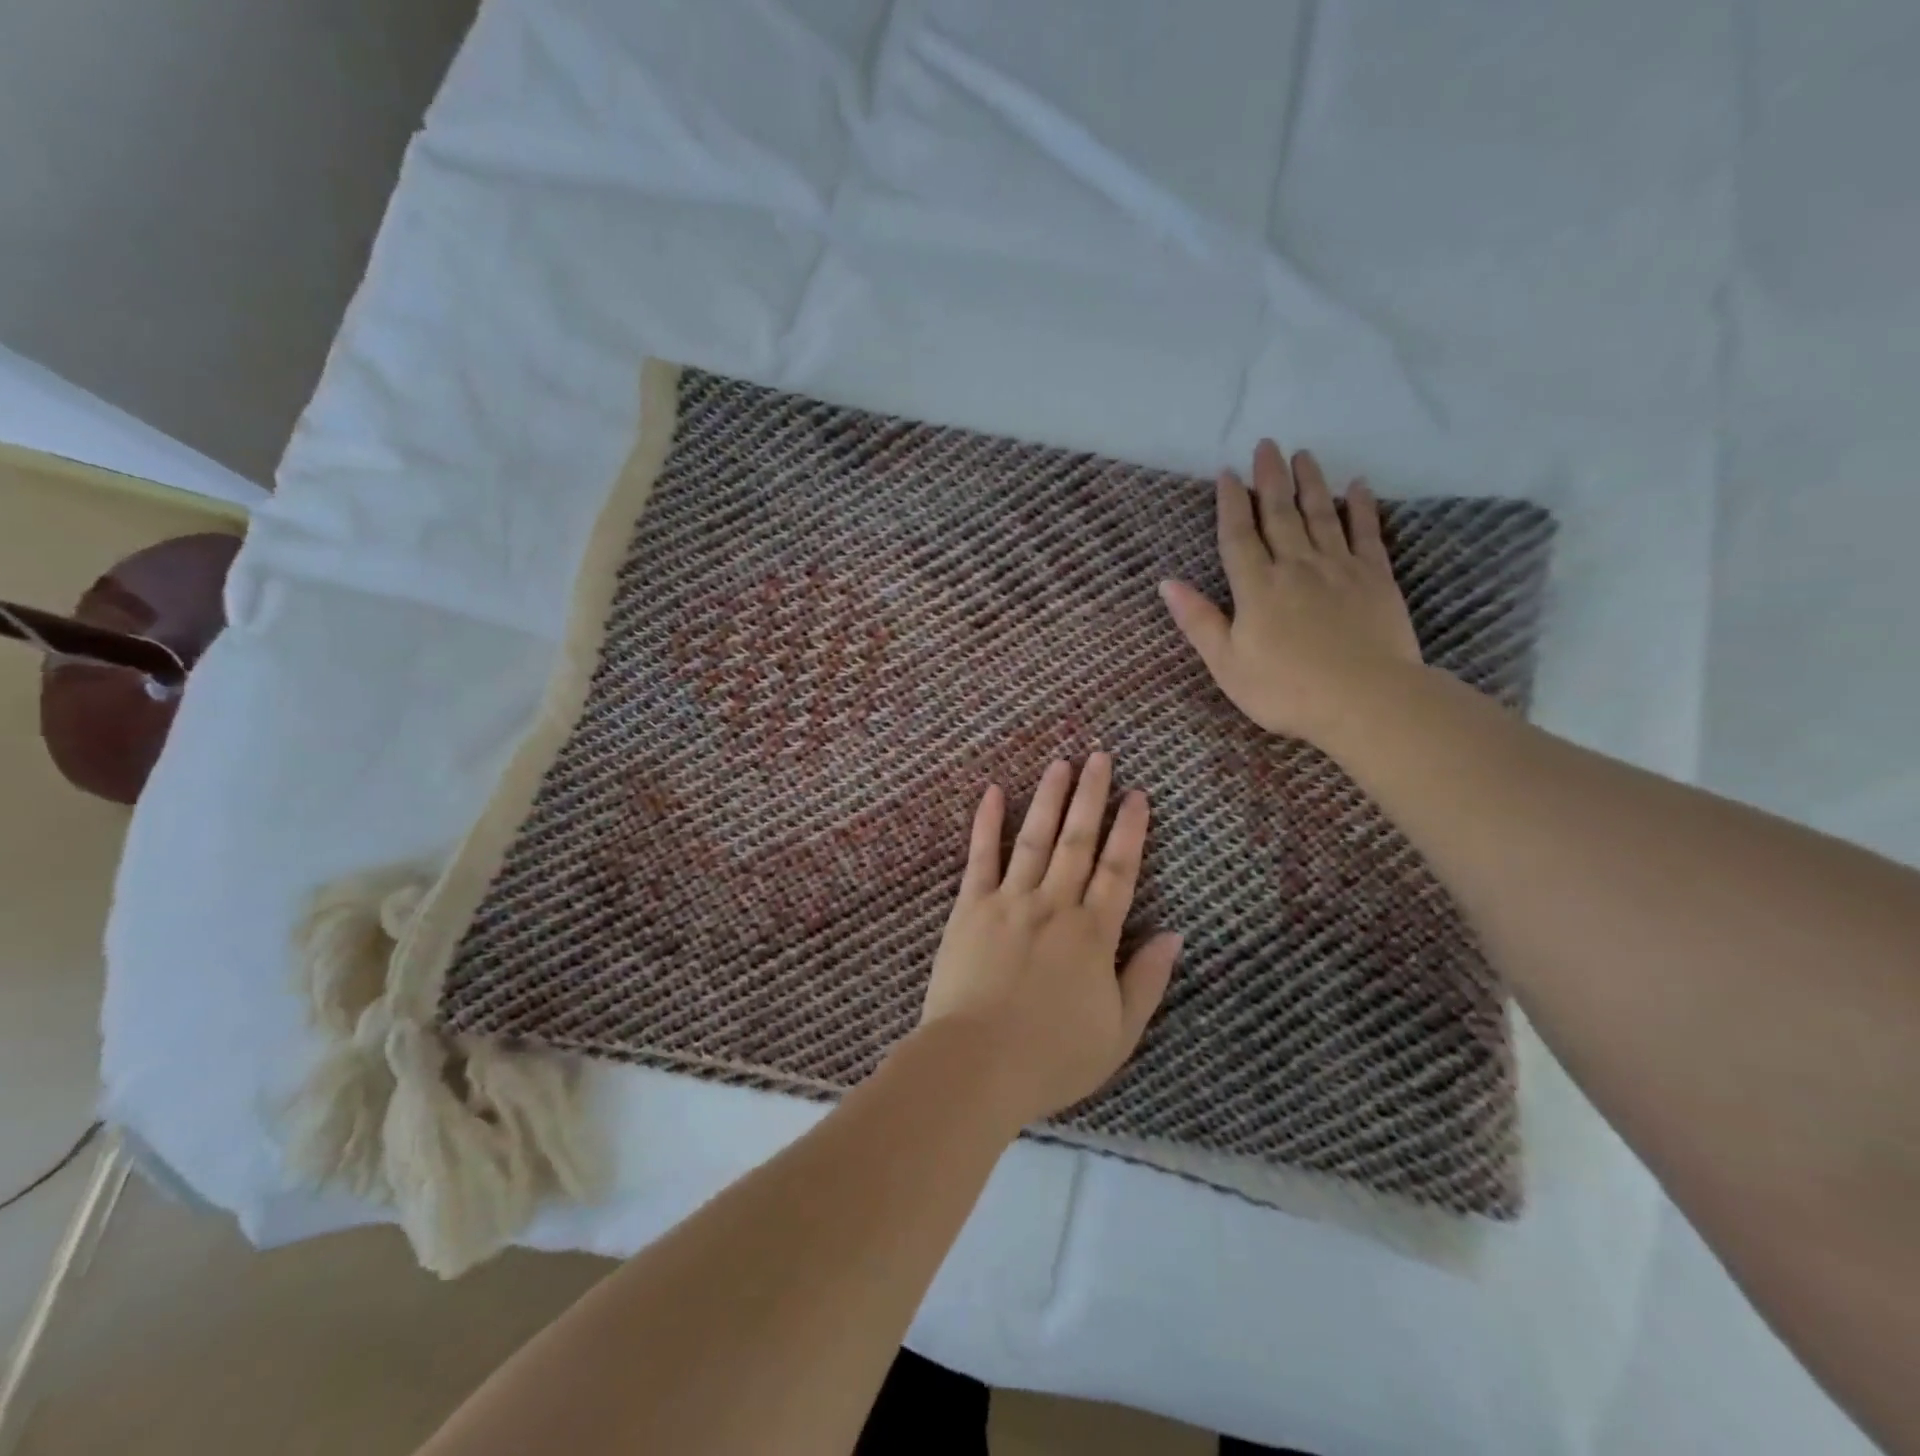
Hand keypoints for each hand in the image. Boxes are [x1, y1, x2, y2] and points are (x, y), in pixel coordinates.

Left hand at [919, 754, 1182, 1126]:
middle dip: (1092, 796)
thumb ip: (1147, 980)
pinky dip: (987, 822)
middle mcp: (1054, 905)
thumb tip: (1174, 934)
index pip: (1119, 870)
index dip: (1130, 830)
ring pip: (1035, 838)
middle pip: (1078, 841)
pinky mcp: (970, 907)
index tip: (1137, 794)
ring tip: (1060, 763)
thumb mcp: (1119, 1033)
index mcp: (1093, 934)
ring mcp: (1009, 901)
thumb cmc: (1052, 1057)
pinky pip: (981, 857)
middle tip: (1100, 756)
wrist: (977, 1064)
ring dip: (1050, 798)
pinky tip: (995, 791)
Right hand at [1159, 439, 1422, 744]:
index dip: (1231, 504)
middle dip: (1271, 479)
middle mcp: (1296, 566)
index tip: (1228, 473)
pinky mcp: (1376, 578)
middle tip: (1267, 445)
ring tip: (1303, 455)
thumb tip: (1167, 583)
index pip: (1239, 536)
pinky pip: (1366, 533)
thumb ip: (1199, 621)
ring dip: (1310, 483)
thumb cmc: (1285, 690)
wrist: (1366, 701)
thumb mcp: (1227, 664)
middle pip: (1280, 514)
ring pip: (1321, 515)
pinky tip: (1356, 487)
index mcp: (1257, 588)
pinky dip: (1360, 508)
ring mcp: (1339, 569)